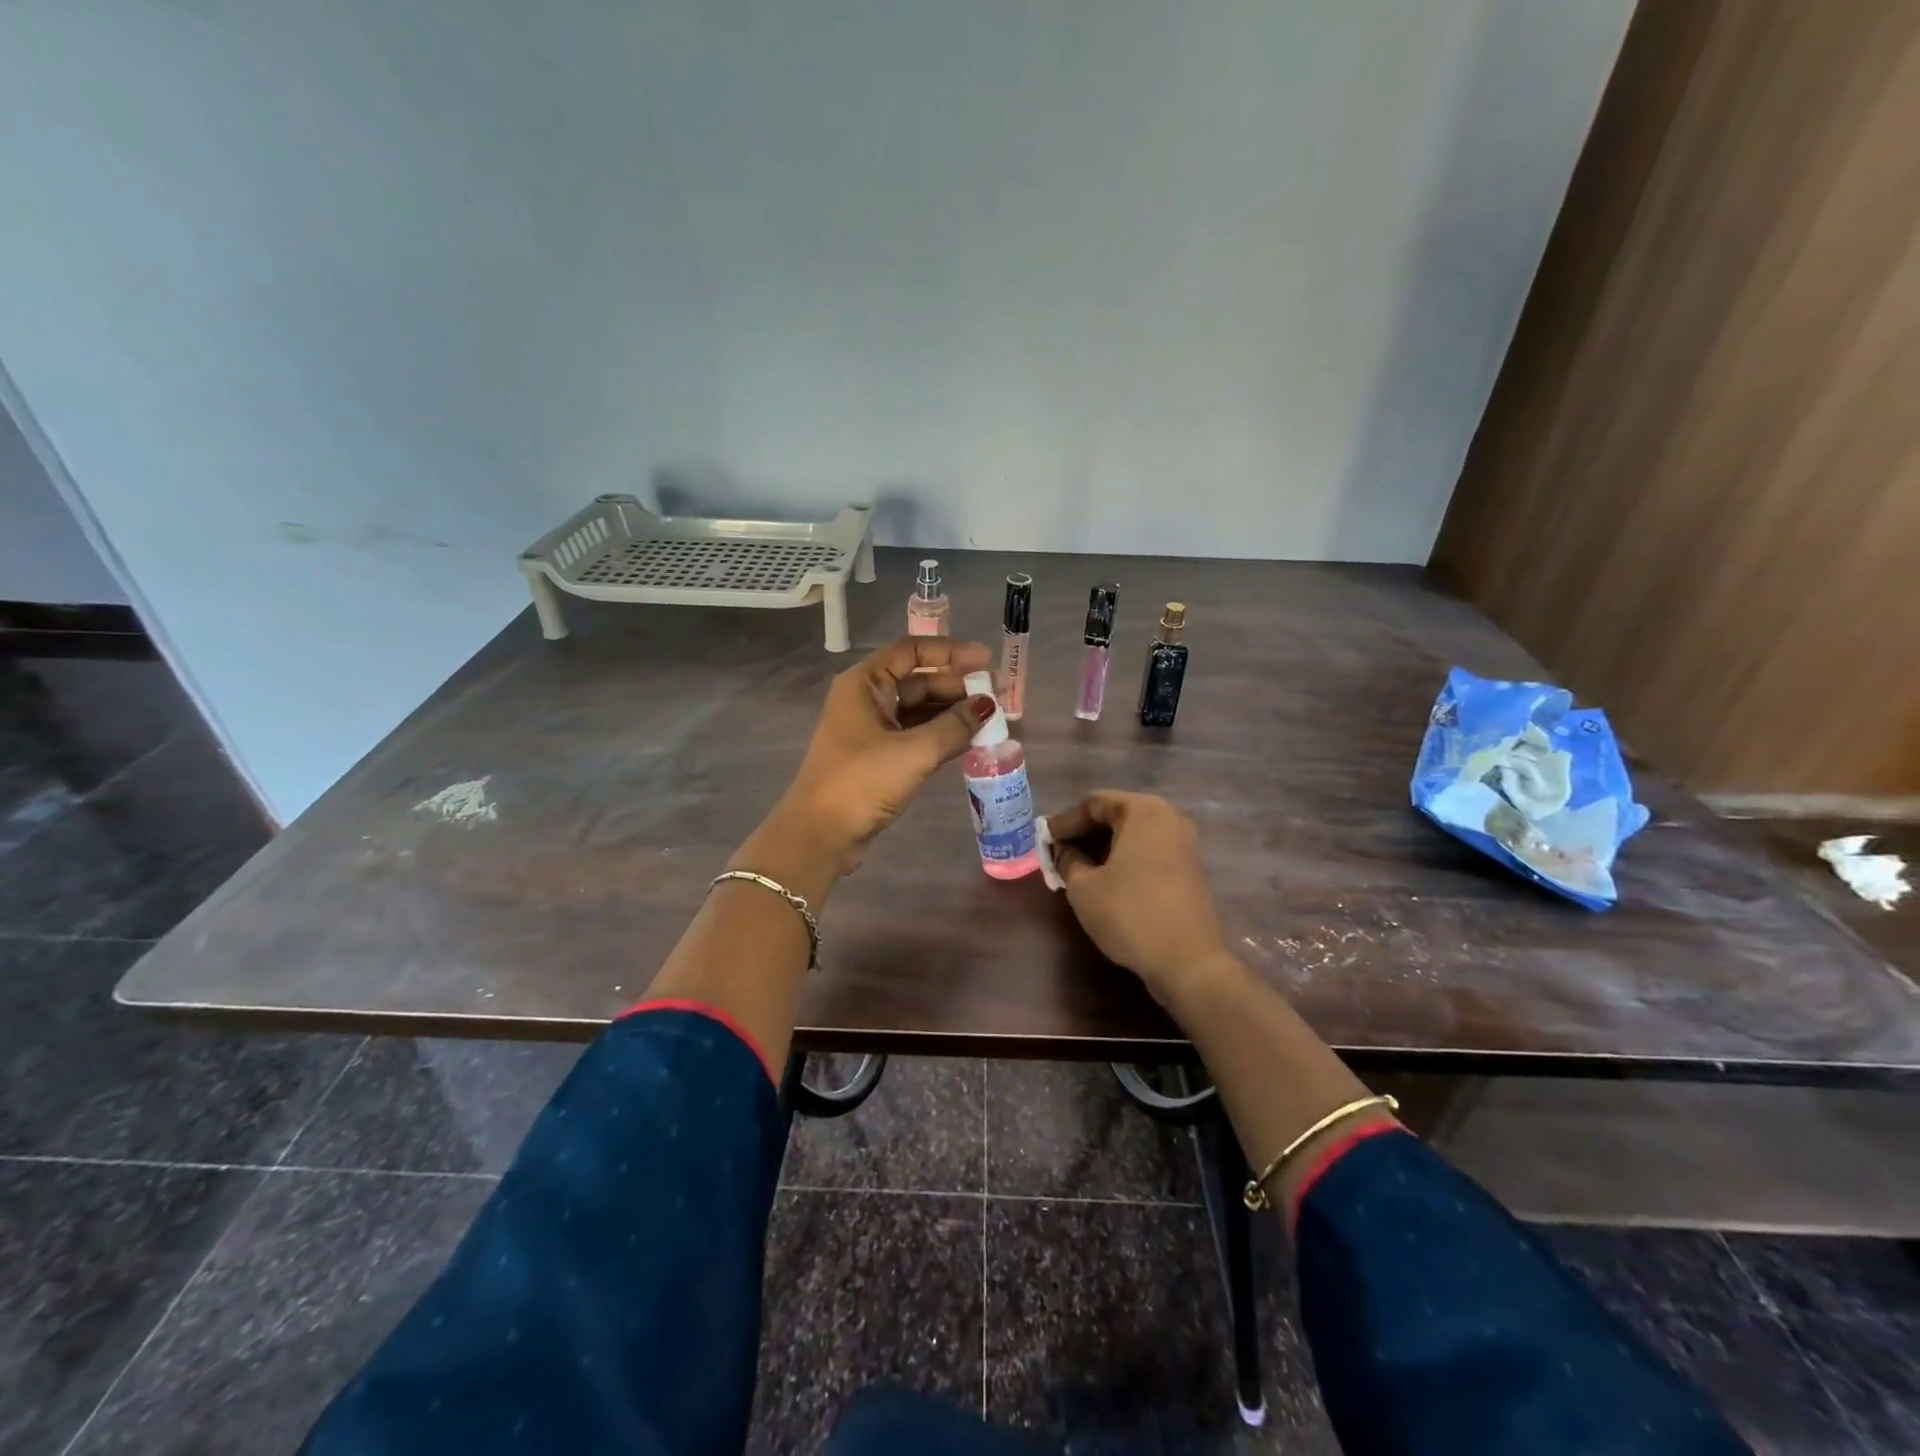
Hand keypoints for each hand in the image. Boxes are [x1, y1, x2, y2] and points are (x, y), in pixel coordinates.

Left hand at [764, 636, 992, 881]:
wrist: (820, 834)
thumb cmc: (862, 782)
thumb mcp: (914, 752)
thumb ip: (955, 726)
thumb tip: (988, 705)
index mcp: (865, 683)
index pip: (911, 650)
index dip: (950, 652)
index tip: (986, 661)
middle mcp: (866, 699)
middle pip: (918, 680)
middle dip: (958, 686)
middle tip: (999, 696)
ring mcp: (871, 729)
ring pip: (919, 709)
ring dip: (953, 712)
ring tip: (992, 719)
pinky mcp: (877, 756)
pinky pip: (916, 734)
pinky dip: (941, 734)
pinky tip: (971, 740)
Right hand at [1049, 791, 1232, 1004]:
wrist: (1188, 962)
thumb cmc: (1130, 914)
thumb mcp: (1084, 887)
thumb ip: (1067, 860)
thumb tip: (1061, 850)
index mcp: (1144, 811)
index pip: (1094, 803)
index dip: (1065, 821)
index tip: (1043, 840)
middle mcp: (1169, 819)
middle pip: (1116, 816)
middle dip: (1084, 834)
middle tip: (1057, 854)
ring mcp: (1184, 845)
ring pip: (1133, 836)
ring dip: (1103, 849)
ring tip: (1076, 869)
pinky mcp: (1190, 871)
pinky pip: (1148, 853)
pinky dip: (1124, 861)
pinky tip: (1104, 882)